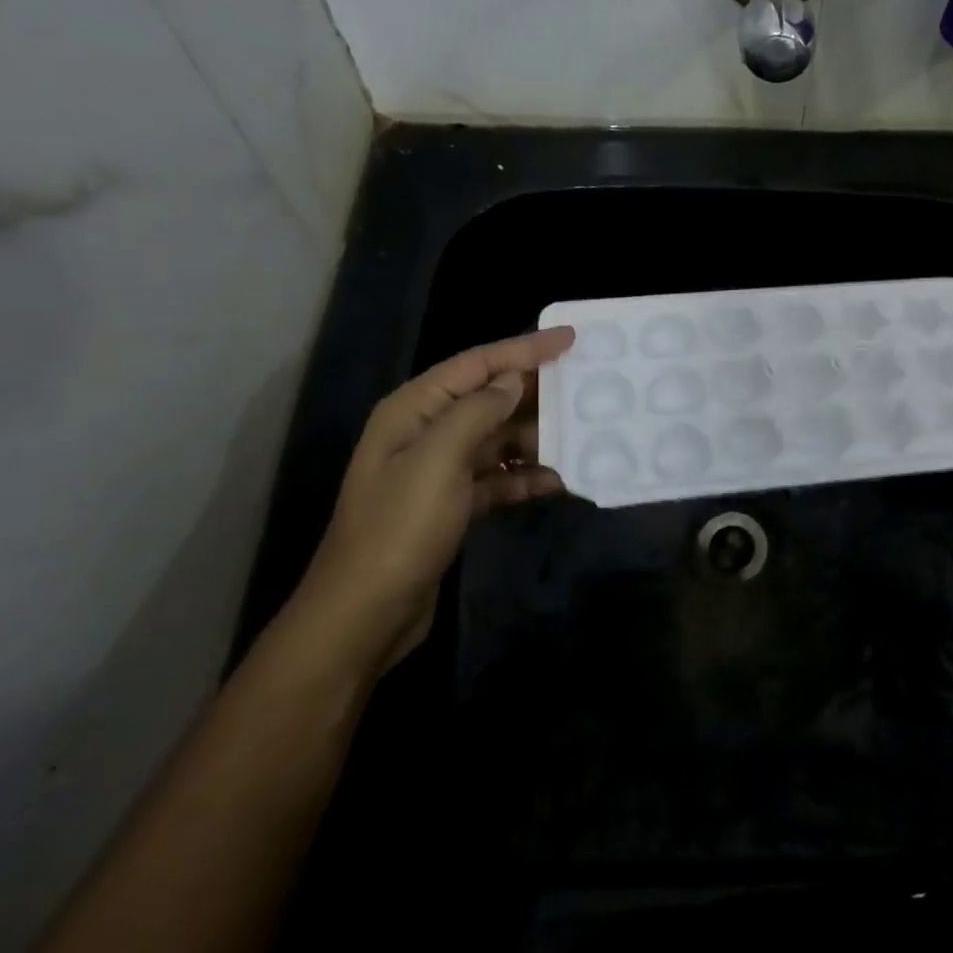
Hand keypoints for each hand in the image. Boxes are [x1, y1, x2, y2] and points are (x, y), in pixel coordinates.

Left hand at [289, 326, 575, 676]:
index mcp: (414, 410)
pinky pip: (498, 477)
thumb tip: (513, 380)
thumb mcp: (438, 460)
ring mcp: (440, 470)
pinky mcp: (453, 504)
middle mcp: (426, 431)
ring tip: (581, 436)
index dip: (525, 348)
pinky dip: (525, 477)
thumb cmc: (399, 528)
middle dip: (536, 393)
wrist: (366, 613)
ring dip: (536, 438)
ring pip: (498, 438)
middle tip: (587, 386)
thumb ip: (478, 411)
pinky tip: (558, 482)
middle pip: (490, 398)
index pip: (477, 364)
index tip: (571, 339)